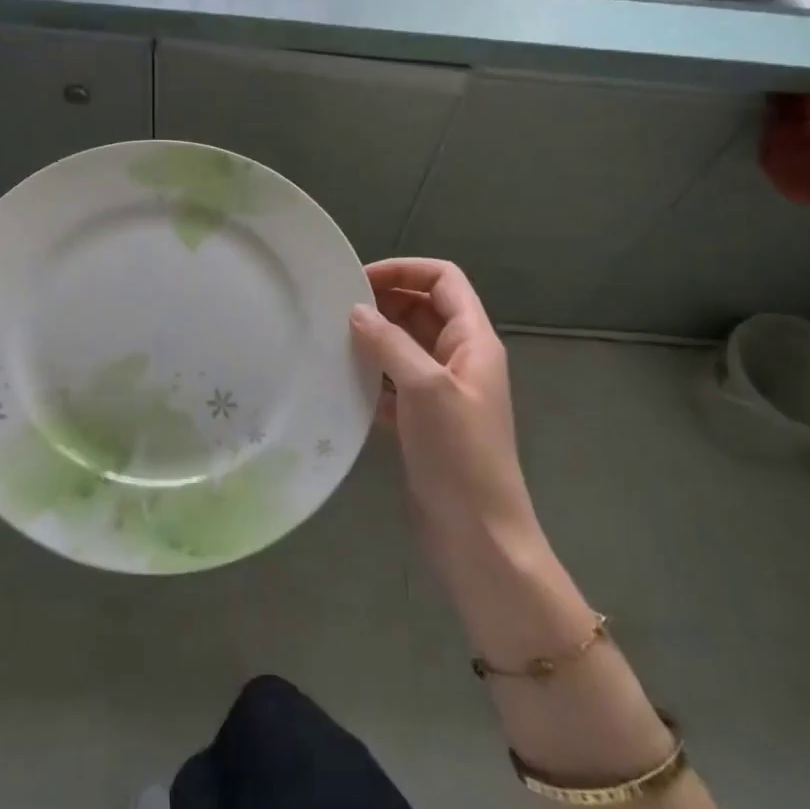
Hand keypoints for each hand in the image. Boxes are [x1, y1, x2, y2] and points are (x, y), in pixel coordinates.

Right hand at [350, 258, 539, 558]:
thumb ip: (391, 343)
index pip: (443, 280)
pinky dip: (372, 375)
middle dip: (383, 303)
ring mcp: (443, 392)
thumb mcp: (425, 389)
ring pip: (406, 346)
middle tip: (336, 310)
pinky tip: (343, 382)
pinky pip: (395, 383)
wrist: (478, 537)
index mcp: (474, 341)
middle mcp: (461, 359)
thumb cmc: (459, 455)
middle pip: (422, 309)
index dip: (405, 270)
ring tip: (332, 340)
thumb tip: (356, 310)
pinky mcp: (424, 422)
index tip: (359, 280)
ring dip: (374, 339)